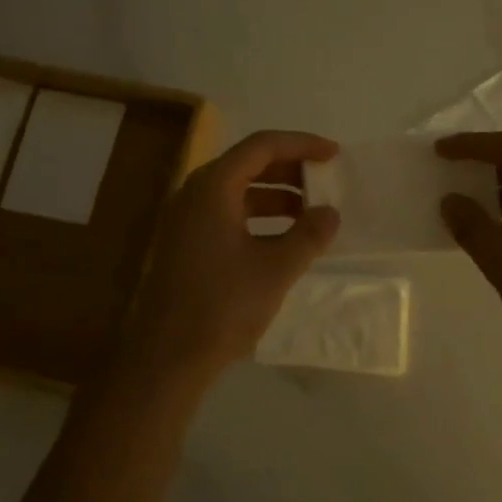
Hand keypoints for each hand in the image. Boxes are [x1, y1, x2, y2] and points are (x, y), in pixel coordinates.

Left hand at [126, 130, 340, 378]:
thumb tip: (331, 212)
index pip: (262, 146)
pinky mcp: (185, 244)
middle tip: (325, 182)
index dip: (302, 144)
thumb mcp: (276, 269)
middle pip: (248, 164)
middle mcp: (195, 193)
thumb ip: (309, 235)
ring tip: (311, 213)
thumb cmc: (222, 306)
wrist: (167, 357)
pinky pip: (227, 213)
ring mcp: (186, 219)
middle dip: (290, 169)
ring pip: (238, 191)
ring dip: (276, 195)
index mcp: (214, 187)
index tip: (334, 155)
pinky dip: (259, 217)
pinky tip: (284, 239)